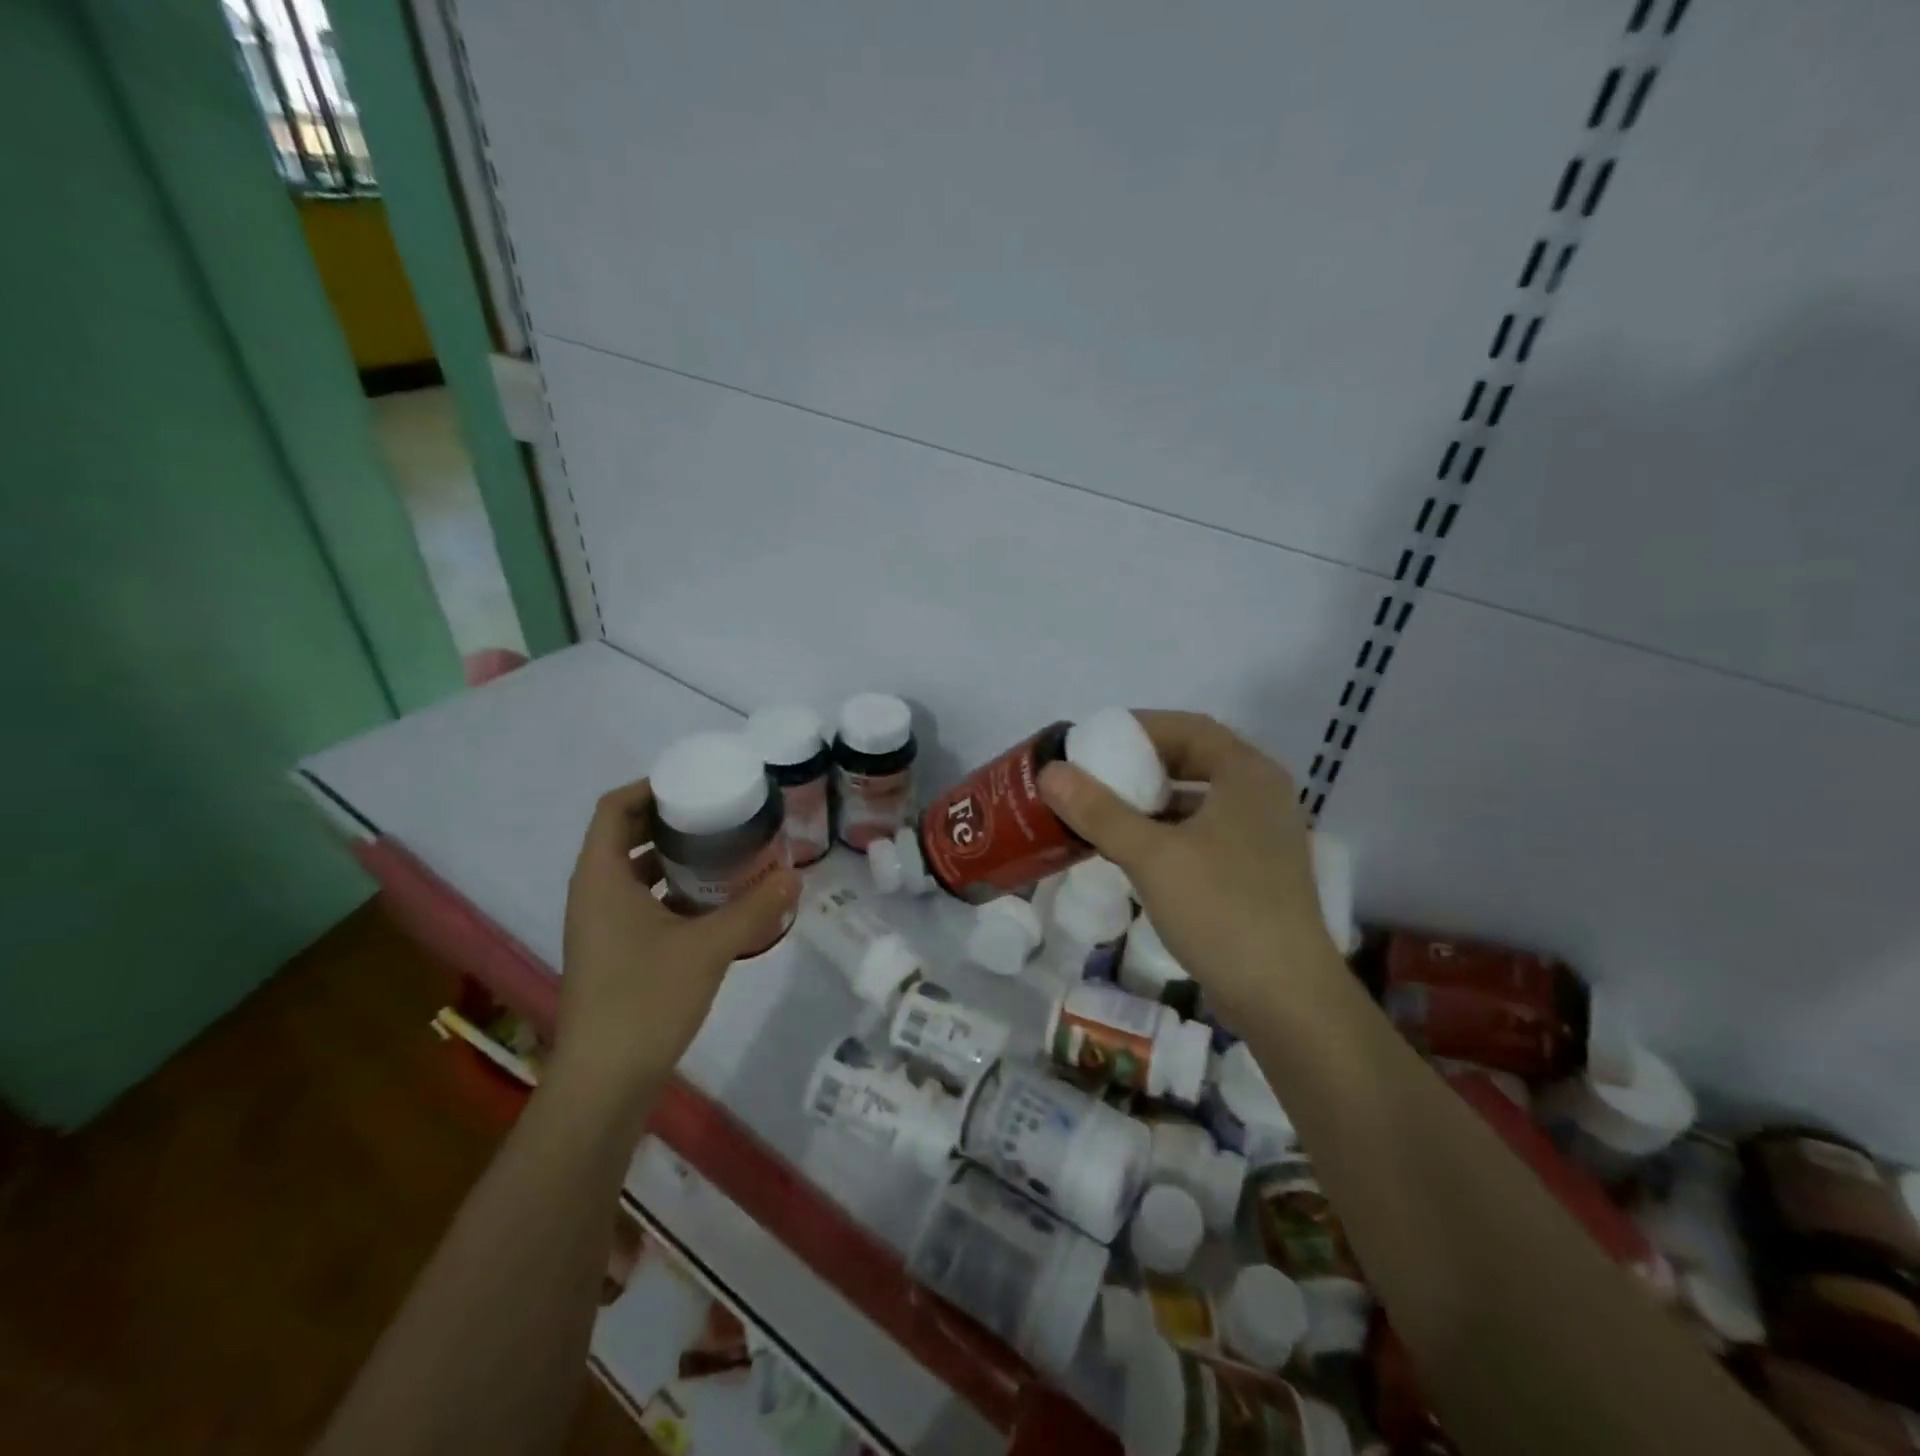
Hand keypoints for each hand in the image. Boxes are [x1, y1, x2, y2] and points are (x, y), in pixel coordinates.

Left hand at [552, 778, 798, 1122]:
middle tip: (722, 813)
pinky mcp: (614, 953)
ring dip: (676, 857)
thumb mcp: (710, 946)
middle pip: (626, 835)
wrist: (605, 1082)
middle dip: (672, 820)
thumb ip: (755, 907)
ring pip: (636, 872)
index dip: (650, 786)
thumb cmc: (646, 999)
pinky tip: (716, 902)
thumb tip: (795, 875)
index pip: (614, 808)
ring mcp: (601, 927)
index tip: (696, 781)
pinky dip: (675, 892)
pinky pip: (642, 903)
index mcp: (601, 878)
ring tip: (726, 850)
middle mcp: (594, 894)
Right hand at [1038, 711, 1338, 1028]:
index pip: (1190, 728)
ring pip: (1197, 801)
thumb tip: (1051, 772)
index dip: (1140, 727)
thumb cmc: (1222, 911)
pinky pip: (1203, 833)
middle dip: (1141, 764)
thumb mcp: (1152, 856)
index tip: (1095, 741)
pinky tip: (1132, 851)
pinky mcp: (1255, 871)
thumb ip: (1099, 811)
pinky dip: (1167, 832)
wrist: (1285, 999)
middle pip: (1194, 761)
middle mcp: (1261, 796)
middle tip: (1094, 774)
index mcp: (1248, 776)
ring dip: (1151, 801)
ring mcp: (1262, 836)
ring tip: (1104, 810)